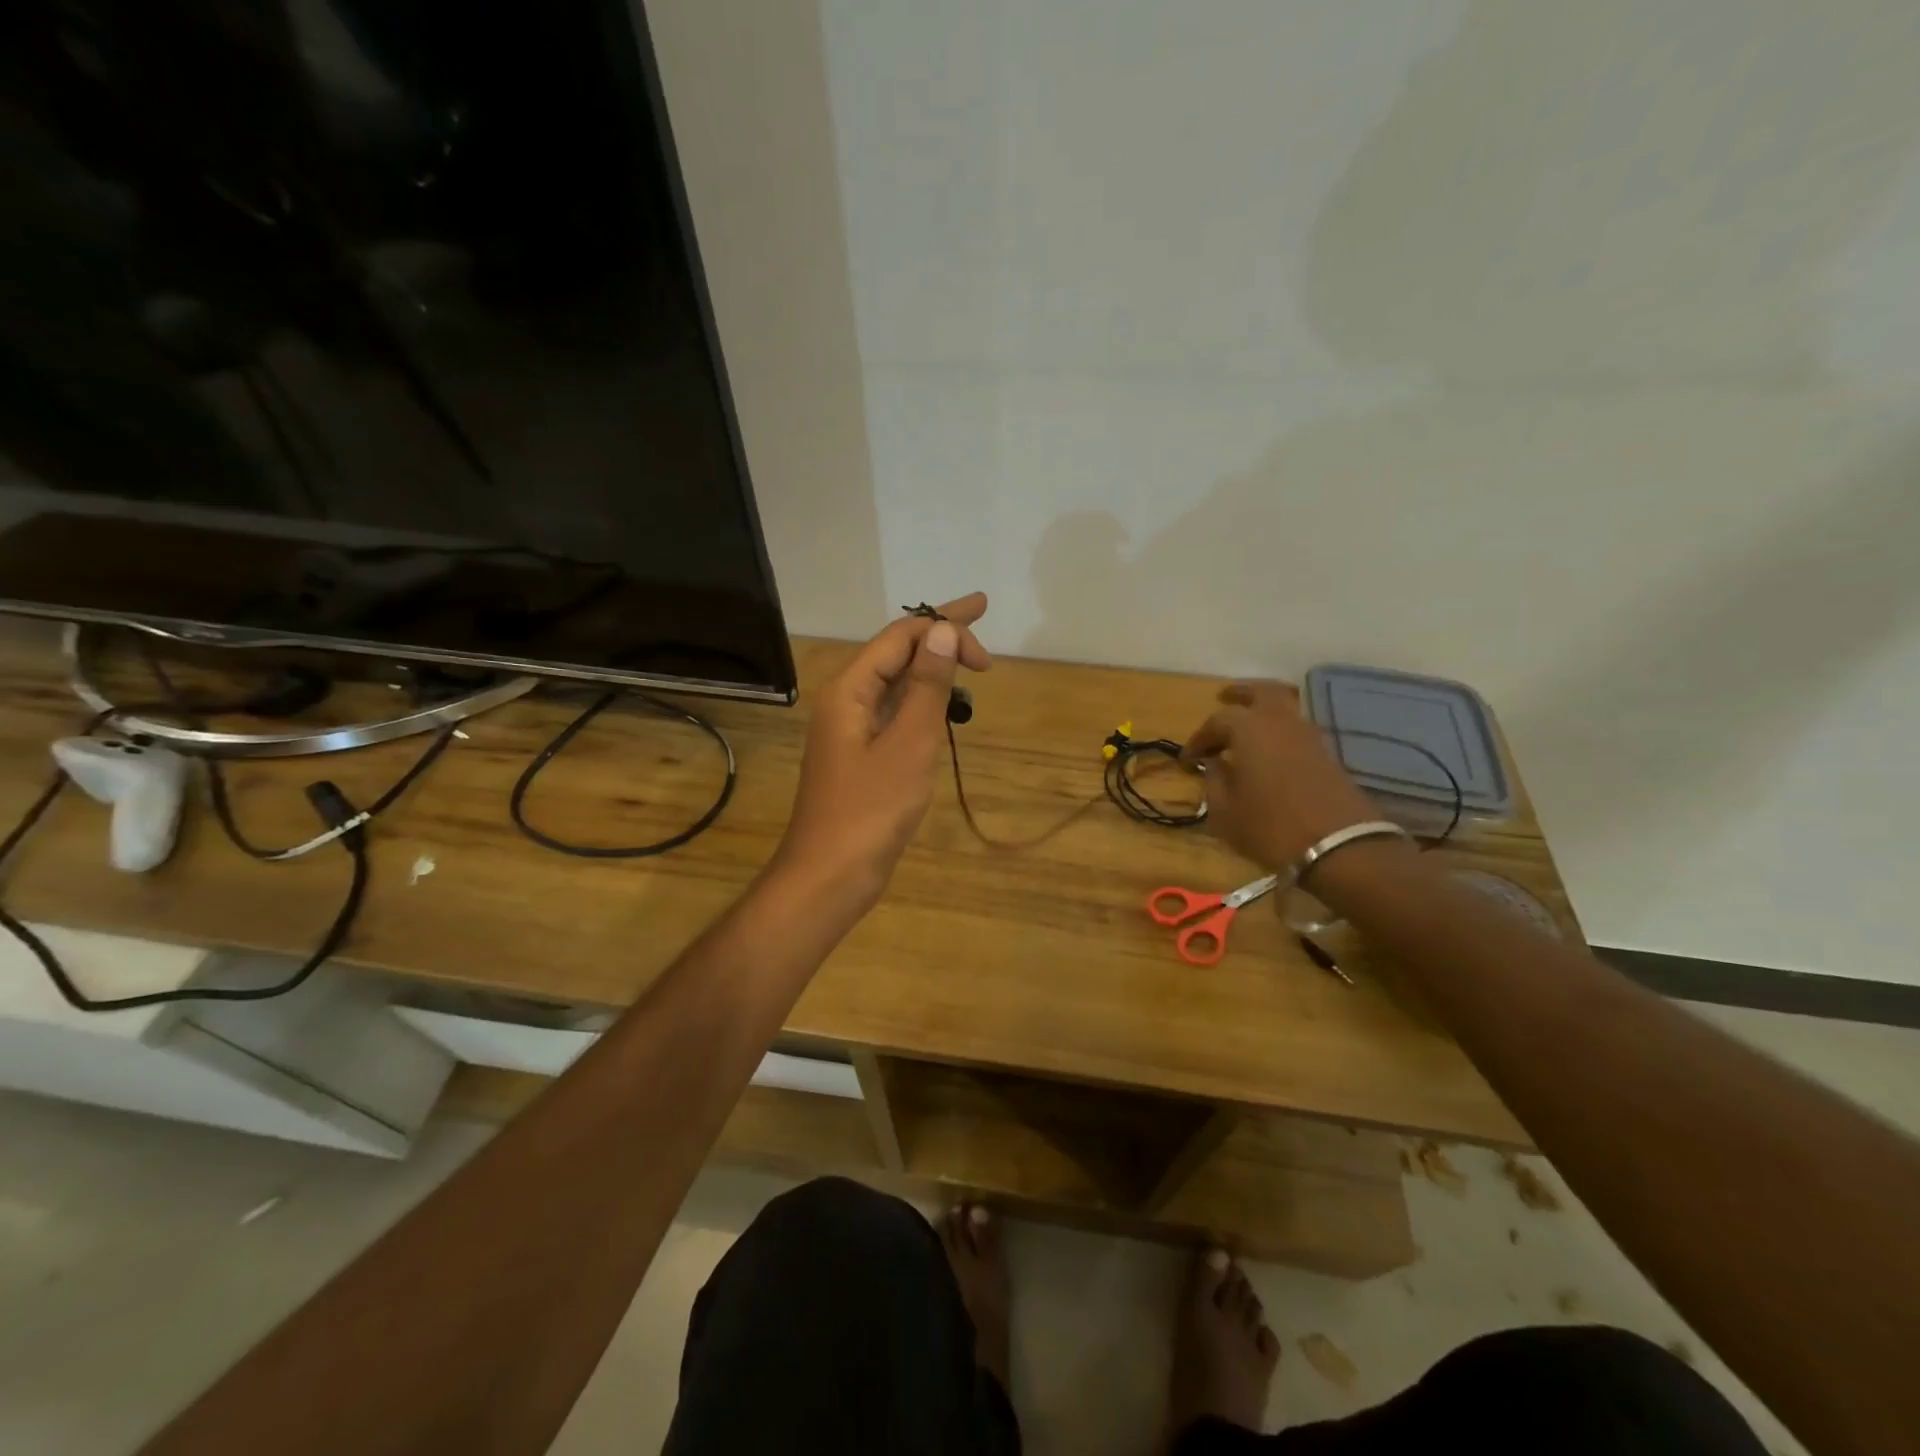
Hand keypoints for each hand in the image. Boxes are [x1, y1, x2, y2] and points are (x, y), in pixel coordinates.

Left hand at [776, 592, 990, 904]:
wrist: (830, 875)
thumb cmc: (871, 809)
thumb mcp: (910, 742)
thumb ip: (927, 685)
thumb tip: (942, 631)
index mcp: (850, 689)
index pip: (900, 637)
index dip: (944, 625)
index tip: (986, 638)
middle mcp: (846, 701)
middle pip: (896, 653)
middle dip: (939, 637)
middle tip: (982, 625)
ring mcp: (851, 730)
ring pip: (895, 684)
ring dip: (932, 671)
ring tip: (970, 668)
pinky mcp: (861, 757)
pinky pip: (894, 713)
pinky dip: (922, 703)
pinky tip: (942, 709)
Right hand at [1183, 682, 1384, 870]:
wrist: (1339, 847)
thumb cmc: (1270, 827)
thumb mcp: (1225, 811)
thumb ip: (1214, 781)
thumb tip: (1214, 765)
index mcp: (1249, 729)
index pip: (1217, 720)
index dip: (1199, 738)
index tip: (1189, 759)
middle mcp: (1280, 722)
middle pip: (1262, 692)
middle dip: (1240, 693)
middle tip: (1223, 697)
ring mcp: (1309, 736)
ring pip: (1284, 707)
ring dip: (1263, 710)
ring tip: (1247, 728)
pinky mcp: (1327, 754)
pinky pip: (1297, 728)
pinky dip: (1280, 730)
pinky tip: (1269, 750)